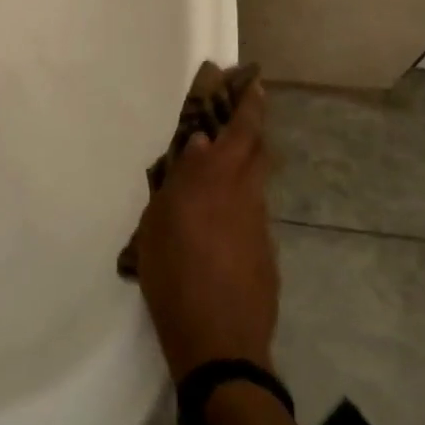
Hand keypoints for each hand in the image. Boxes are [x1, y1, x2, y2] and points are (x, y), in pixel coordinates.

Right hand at [134, 83, 278, 380]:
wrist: (220, 343)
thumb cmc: (174, 276)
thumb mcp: (158, 224)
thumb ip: (179, 180)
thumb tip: (198, 147)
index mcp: (218, 181)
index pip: (241, 130)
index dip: (249, 103)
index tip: (254, 81)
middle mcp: (247, 196)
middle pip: (259, 150)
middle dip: (252, 127)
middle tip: (238, 115)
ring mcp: (261, 226)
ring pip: (256, 183)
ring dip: (243, 167)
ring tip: (215, 175)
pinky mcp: (267, 254)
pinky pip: (253, 214)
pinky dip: (239, 205)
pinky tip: (218, 226)